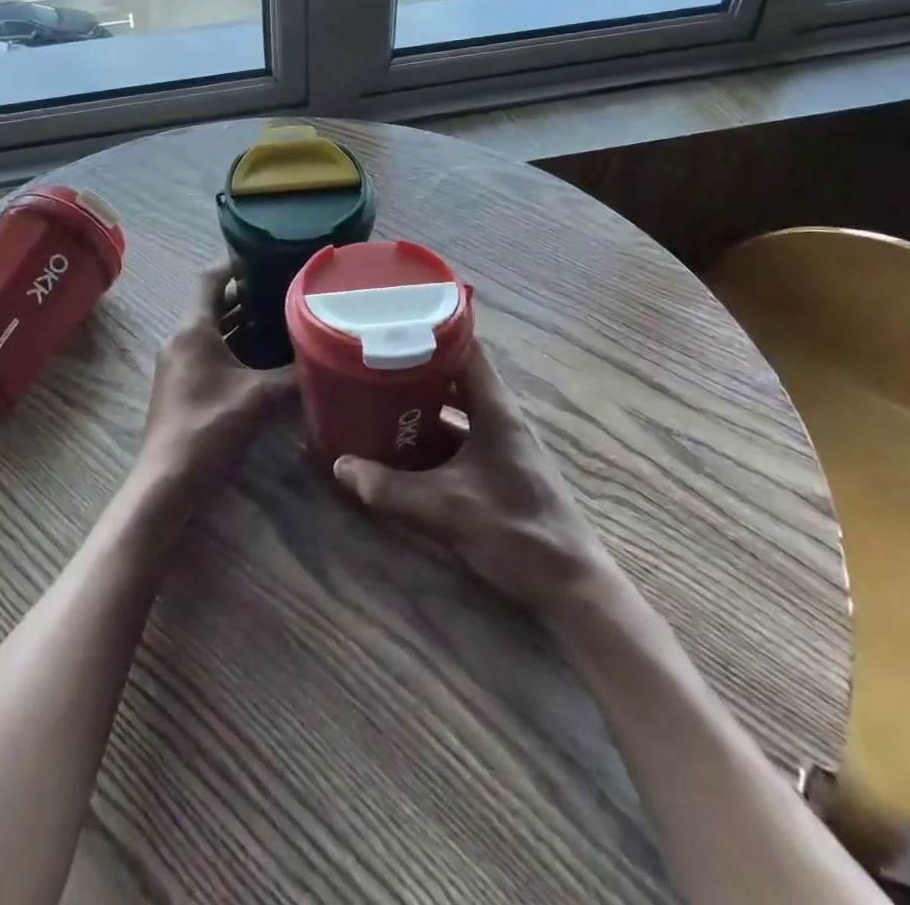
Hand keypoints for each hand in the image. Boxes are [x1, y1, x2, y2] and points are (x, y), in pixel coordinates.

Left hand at [137, 262, 297, 498]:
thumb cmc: (209, 426)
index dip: (236, 264)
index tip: (268, 257)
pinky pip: (211, 351)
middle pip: (214, 303)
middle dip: (248, 296)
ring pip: (214, 330)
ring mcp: (179, 362)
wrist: (167, 479)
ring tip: (282, 318)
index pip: (211, 278)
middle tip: (286, 290)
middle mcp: (182, 338)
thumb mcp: (258, 397)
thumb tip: (328, 359)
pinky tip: (265, 357)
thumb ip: (293, 375)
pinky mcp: (183, 384)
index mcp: (193, 328)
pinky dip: (235, 346)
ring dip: (243, 323)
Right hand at [333, 340, 611, 615]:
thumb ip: (388, 488)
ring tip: (378, 397)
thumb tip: (339, 466)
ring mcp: (501, 443)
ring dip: (421, 403)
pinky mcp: (498, 468)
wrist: (570, 587)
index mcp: (495, 409)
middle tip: (372, 361)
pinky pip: (458, 437)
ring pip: (456, 408)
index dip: (430, 329)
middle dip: (414, 368)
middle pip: (455, 375)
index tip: (391, 323)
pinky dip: (431, 434)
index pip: (466, 347)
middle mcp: (499, 416)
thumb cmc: (514, 532)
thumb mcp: (444, 508)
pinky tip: (402, 445)